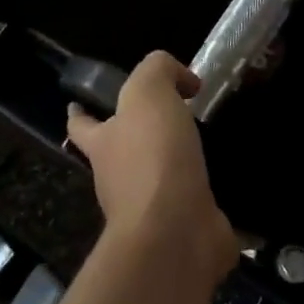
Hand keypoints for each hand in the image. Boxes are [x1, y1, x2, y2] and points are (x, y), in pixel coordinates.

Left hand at [66, 52, 234, 286]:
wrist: (174, 233)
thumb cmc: (152, 157)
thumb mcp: (148, 93)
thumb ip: (157, 71)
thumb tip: (181, 79)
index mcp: (103, 144)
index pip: (81, 125)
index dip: (79, 113)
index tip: (77, 104)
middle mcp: (119, 179)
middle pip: (119, 154)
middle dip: (134, 140)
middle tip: (165, 121)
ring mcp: (150, 211)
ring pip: (158, 181)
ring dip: (174, 167)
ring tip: (204, 146)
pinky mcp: (184, 231)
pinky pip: (195, 206)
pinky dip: (205, 194)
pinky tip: (226, 182)